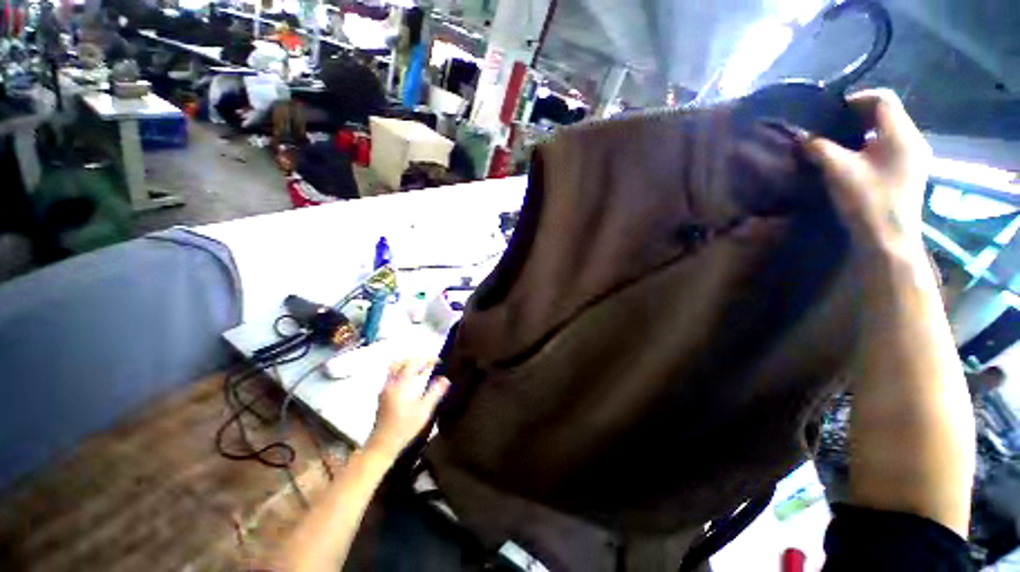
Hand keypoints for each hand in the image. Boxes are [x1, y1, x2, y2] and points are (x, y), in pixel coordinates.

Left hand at [365, 359, 449, 458]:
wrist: (383, 444)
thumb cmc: (405, 427)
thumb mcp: (424, 410)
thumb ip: (435, 392)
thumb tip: (445, 379)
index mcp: (402, 384)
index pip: (414, 362)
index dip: (427, 359)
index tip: (438, 363)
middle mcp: (391, 383)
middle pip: (402, 362)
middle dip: (417, 360)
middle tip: (429, 366)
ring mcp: (385, 389)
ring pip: (395, 369)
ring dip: (408, 366)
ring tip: (421, 373)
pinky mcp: (382, 396)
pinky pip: (392, 377)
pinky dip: (403, 374)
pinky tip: (411, 384)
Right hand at [802, 89, 931, 256]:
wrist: (889, 239)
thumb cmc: (867, 200)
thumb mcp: (838, 171)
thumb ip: (819, 148)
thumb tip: (802, 137)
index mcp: (900, 134)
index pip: (882, 99)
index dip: (856, 100)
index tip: (832, 114)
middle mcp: (913, 140)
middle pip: (887, 114)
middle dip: (858, 117)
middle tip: (832, 131)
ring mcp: (915, 158)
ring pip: (889, 132)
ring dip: (864, 134)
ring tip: (840, 147)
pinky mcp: (910, 173)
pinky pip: (891, 148)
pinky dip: (872, 147)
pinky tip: (856, 163)